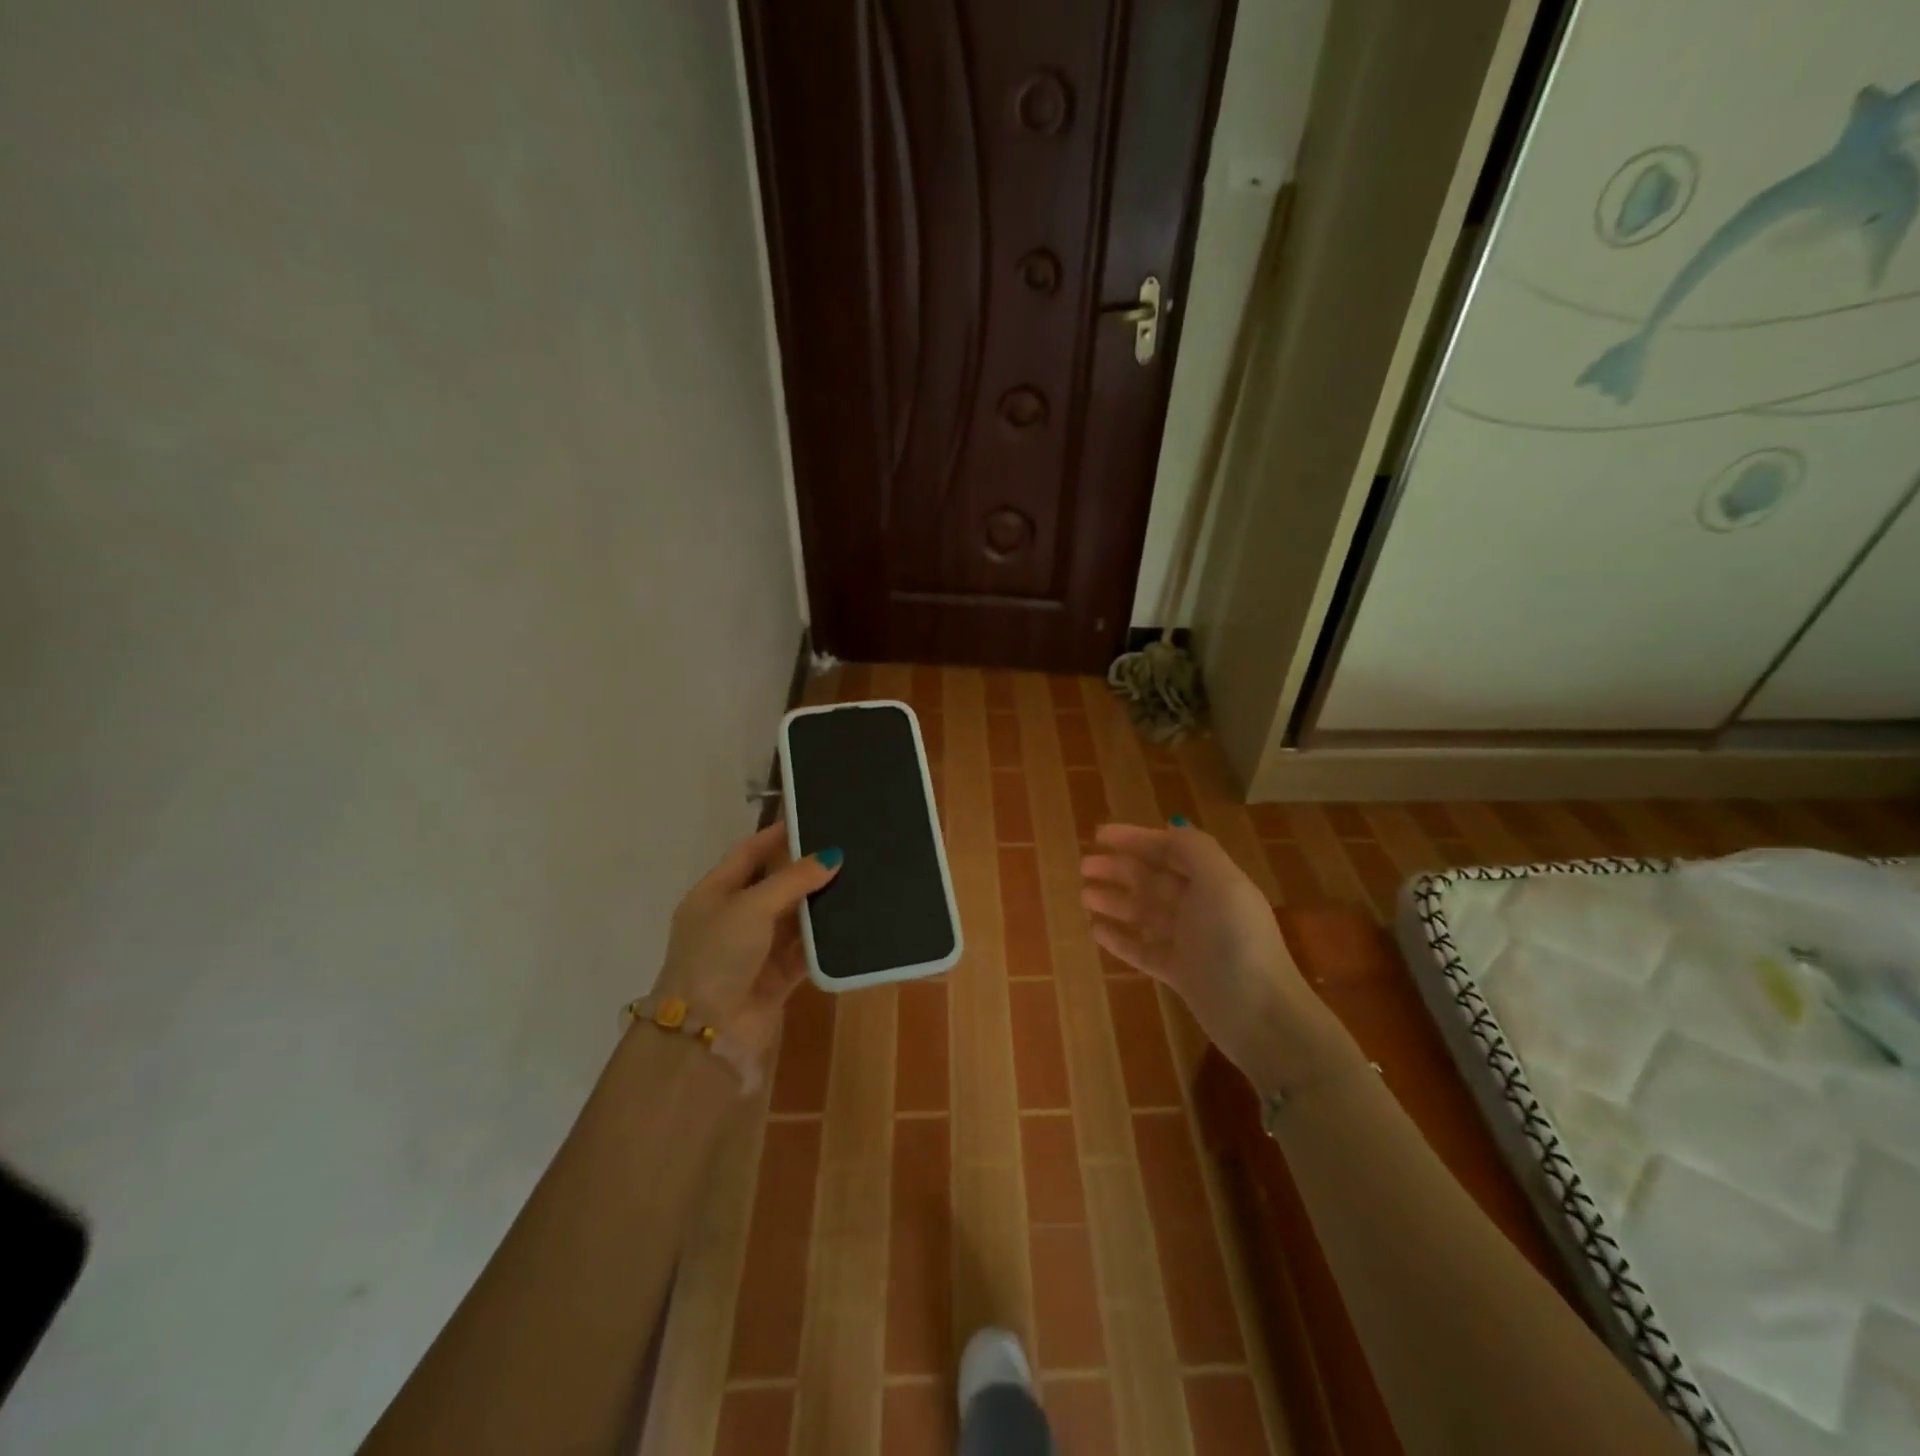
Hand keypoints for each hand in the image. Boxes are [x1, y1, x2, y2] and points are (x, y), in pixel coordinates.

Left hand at [653, 823, 840, 1072]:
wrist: (706, 1031)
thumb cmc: (718, 954)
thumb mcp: (751, 906)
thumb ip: (793, 879)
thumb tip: (832, 856)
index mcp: (714, 894)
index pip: (748, 853)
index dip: (776, 836)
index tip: (809, 818)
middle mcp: (734, 919)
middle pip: (775, 885)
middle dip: (805, 870)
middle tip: (844, 848)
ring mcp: (755, 950)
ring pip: (793, 919)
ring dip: (818, 905)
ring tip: (857, 879)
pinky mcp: (776, 977)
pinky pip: (805, 951)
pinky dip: (824, 940)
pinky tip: (852, 922)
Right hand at [1080, 821, 1348, 1086]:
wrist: (1260, 1016)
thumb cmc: (1237, 941)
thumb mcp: (1221, 882)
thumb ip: (1194, 850)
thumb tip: (1170, 827)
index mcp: (1213, 880)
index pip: (1170, 850)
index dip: (1136, 839)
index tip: (1099, 834)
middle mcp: (1201, 906)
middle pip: (1153, 879)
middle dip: (1119, 868)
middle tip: (1084, 866)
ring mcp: (1190, 942)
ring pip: (1145, 913)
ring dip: (1115, 901)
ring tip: (1084, 896)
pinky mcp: (1180, 974)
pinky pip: (1143, 950)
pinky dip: (1120, 938)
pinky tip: (1096, 931)